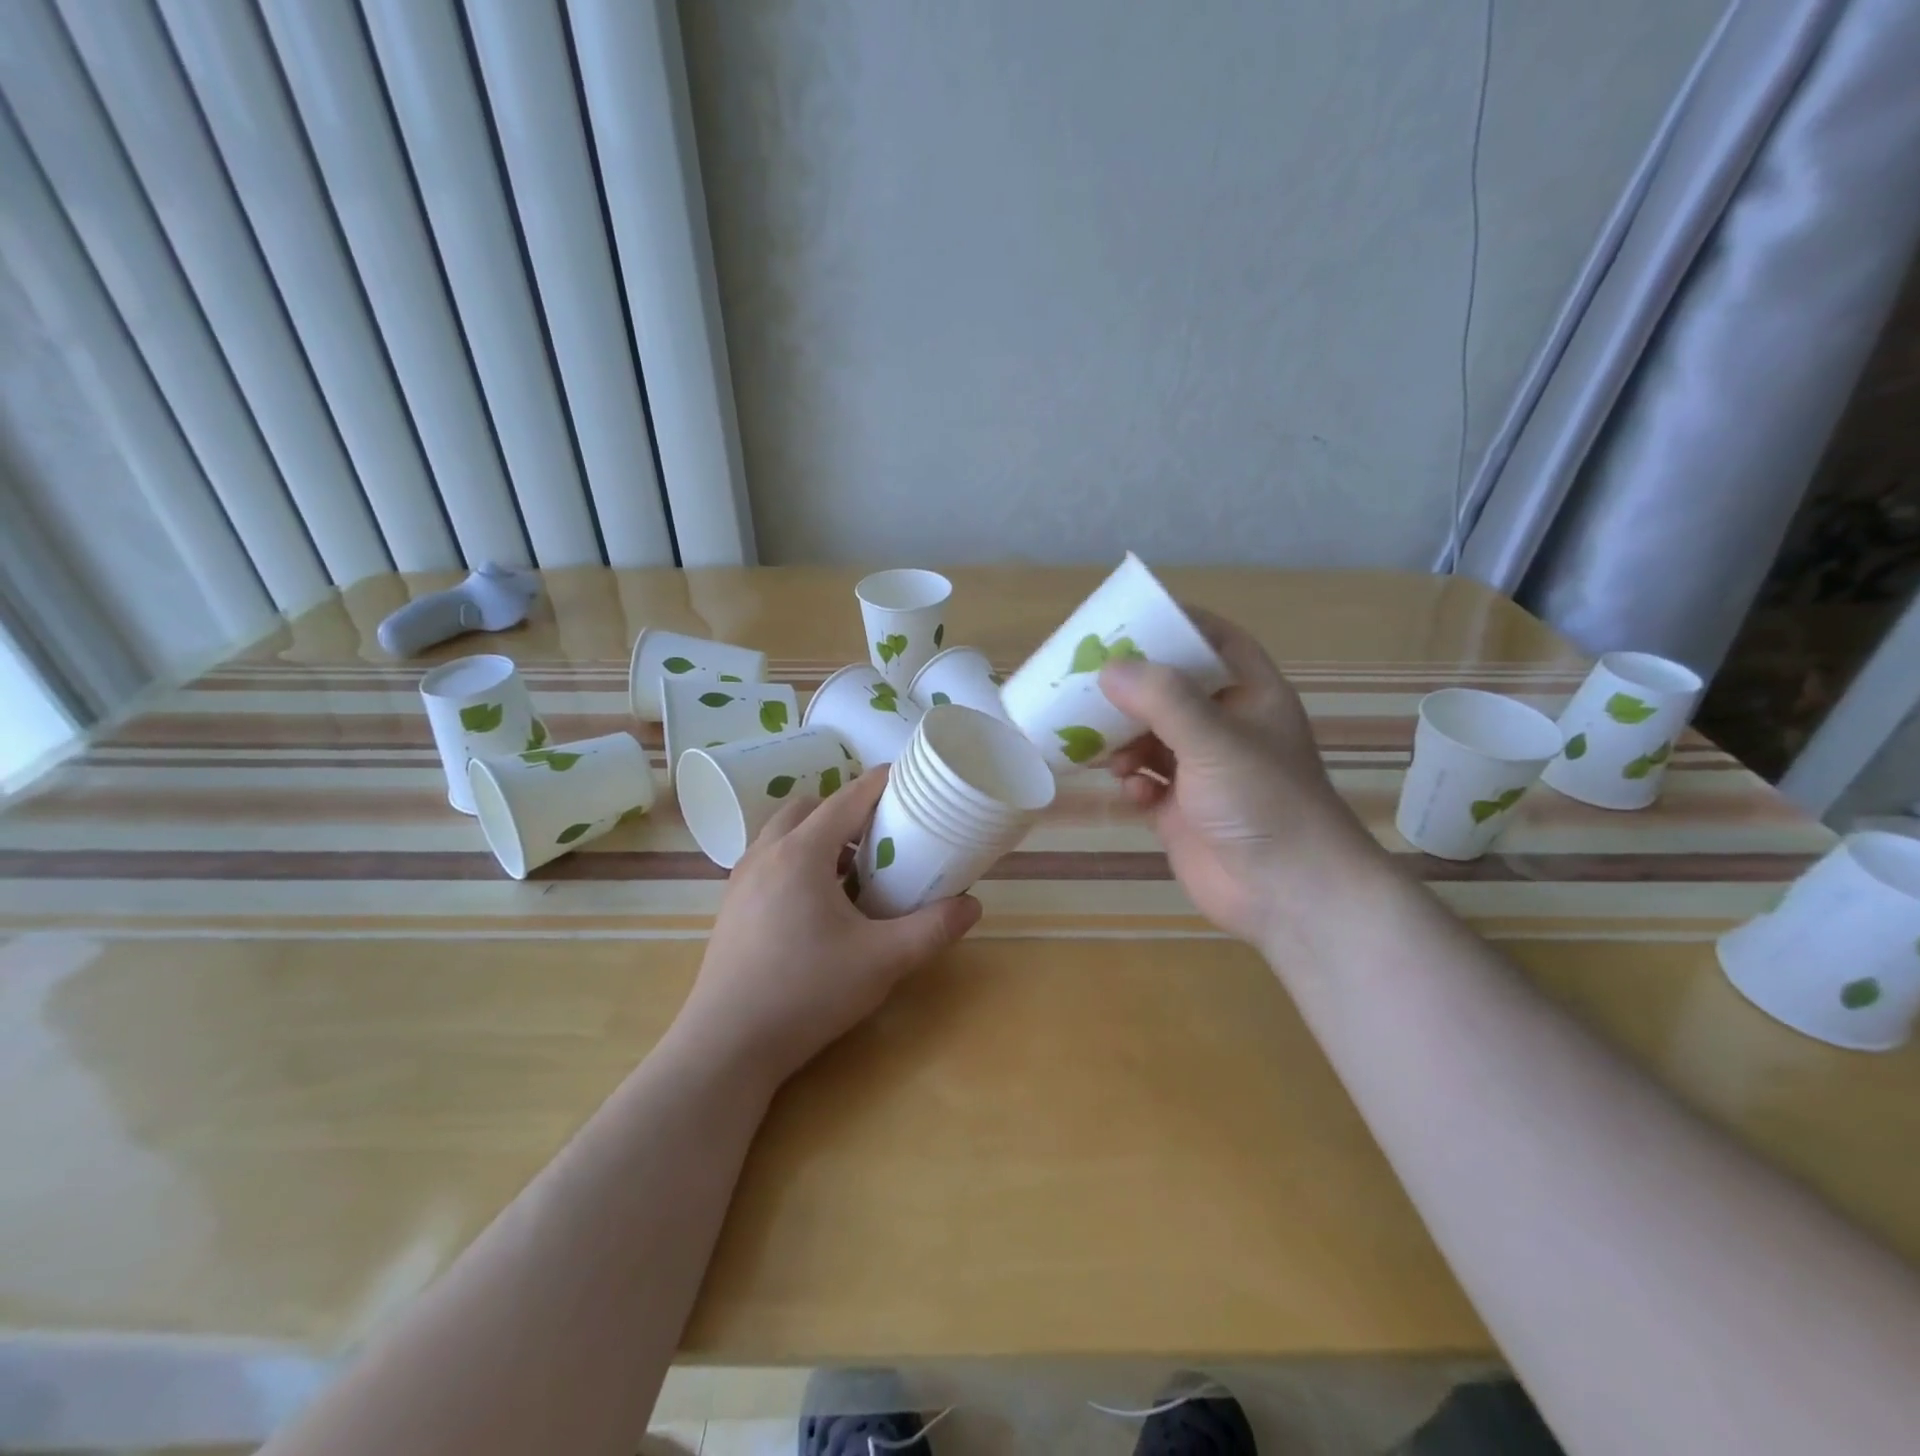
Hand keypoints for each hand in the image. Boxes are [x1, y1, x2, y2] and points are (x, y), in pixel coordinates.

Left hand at [675, 767, 980, 1085]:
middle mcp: (767, 853)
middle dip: (847, 810)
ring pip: (784, 833)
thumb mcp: (882, 961)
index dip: (880, 783)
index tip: (909, 778)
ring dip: (819, 836)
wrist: (727, 1045)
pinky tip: (818, 903)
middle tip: (881, 835)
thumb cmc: (807, 992)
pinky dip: (797, 860)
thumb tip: (973, 906)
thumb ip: (932, 929)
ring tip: (852, 871)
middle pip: (810, 807)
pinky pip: (769, 860)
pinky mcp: (732, 905)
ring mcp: (742, 879)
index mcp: (802, 853)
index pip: (848, 798)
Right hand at [1099, 608, 1383, 950]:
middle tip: (1087, 682)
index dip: (1176, 625)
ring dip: (1124, 739)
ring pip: (1150, 736)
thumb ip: (1162, 699)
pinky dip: (1133, 781)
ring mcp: (1202, 770)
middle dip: (1131, 689)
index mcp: (1249, 696)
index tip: (1129, 620)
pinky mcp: (1181, 810)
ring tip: (1103, 747)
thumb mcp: (1215, 740)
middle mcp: (1226, 727)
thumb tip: (1108, 668)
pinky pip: (1145, 780)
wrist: (1288, 893)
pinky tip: (1131, 791)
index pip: (1214, 642)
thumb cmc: (1263, 802)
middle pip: (1170, 690)